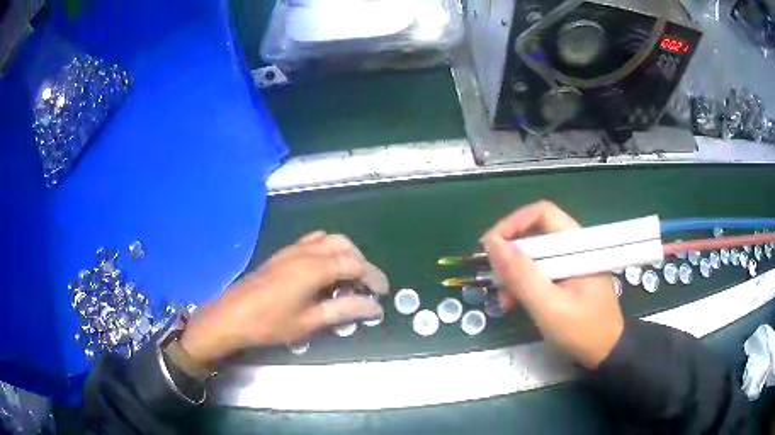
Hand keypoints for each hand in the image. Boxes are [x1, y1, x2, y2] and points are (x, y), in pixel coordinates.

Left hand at [179, 231, 388, 366]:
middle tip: (366, 286)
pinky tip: (324, 271)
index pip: (354, 264)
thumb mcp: (309, 322)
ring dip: (345, 254)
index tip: (383, 293)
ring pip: (328, 240)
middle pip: (343, 245)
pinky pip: (312, 242)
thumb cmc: (270, 323)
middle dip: (361, 262)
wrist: (232, 315)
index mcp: (315, 267)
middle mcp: (306, 251)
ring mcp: (292, 250)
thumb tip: (374, 307)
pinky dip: (327, 250)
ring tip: (348, 278)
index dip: (373, 277)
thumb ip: (343, 310)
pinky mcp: (282, 254)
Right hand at [481, 201, 623, 368]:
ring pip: (533, 253)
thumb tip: (492, 245)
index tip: (489, 247)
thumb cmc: (583, 331)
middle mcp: (573, 246)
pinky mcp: (565, 276)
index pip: (541, 214)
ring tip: (503, 298)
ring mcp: (570, 262)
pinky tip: (513, 302)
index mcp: (577, 245)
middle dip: (509, 253)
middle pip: (534, 232)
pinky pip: (538, 270)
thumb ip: (522, 276)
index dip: (512, 224)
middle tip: (491, 276)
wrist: (606, 352)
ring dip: (513, 272)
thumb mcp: (550, 307)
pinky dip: (522, 283)